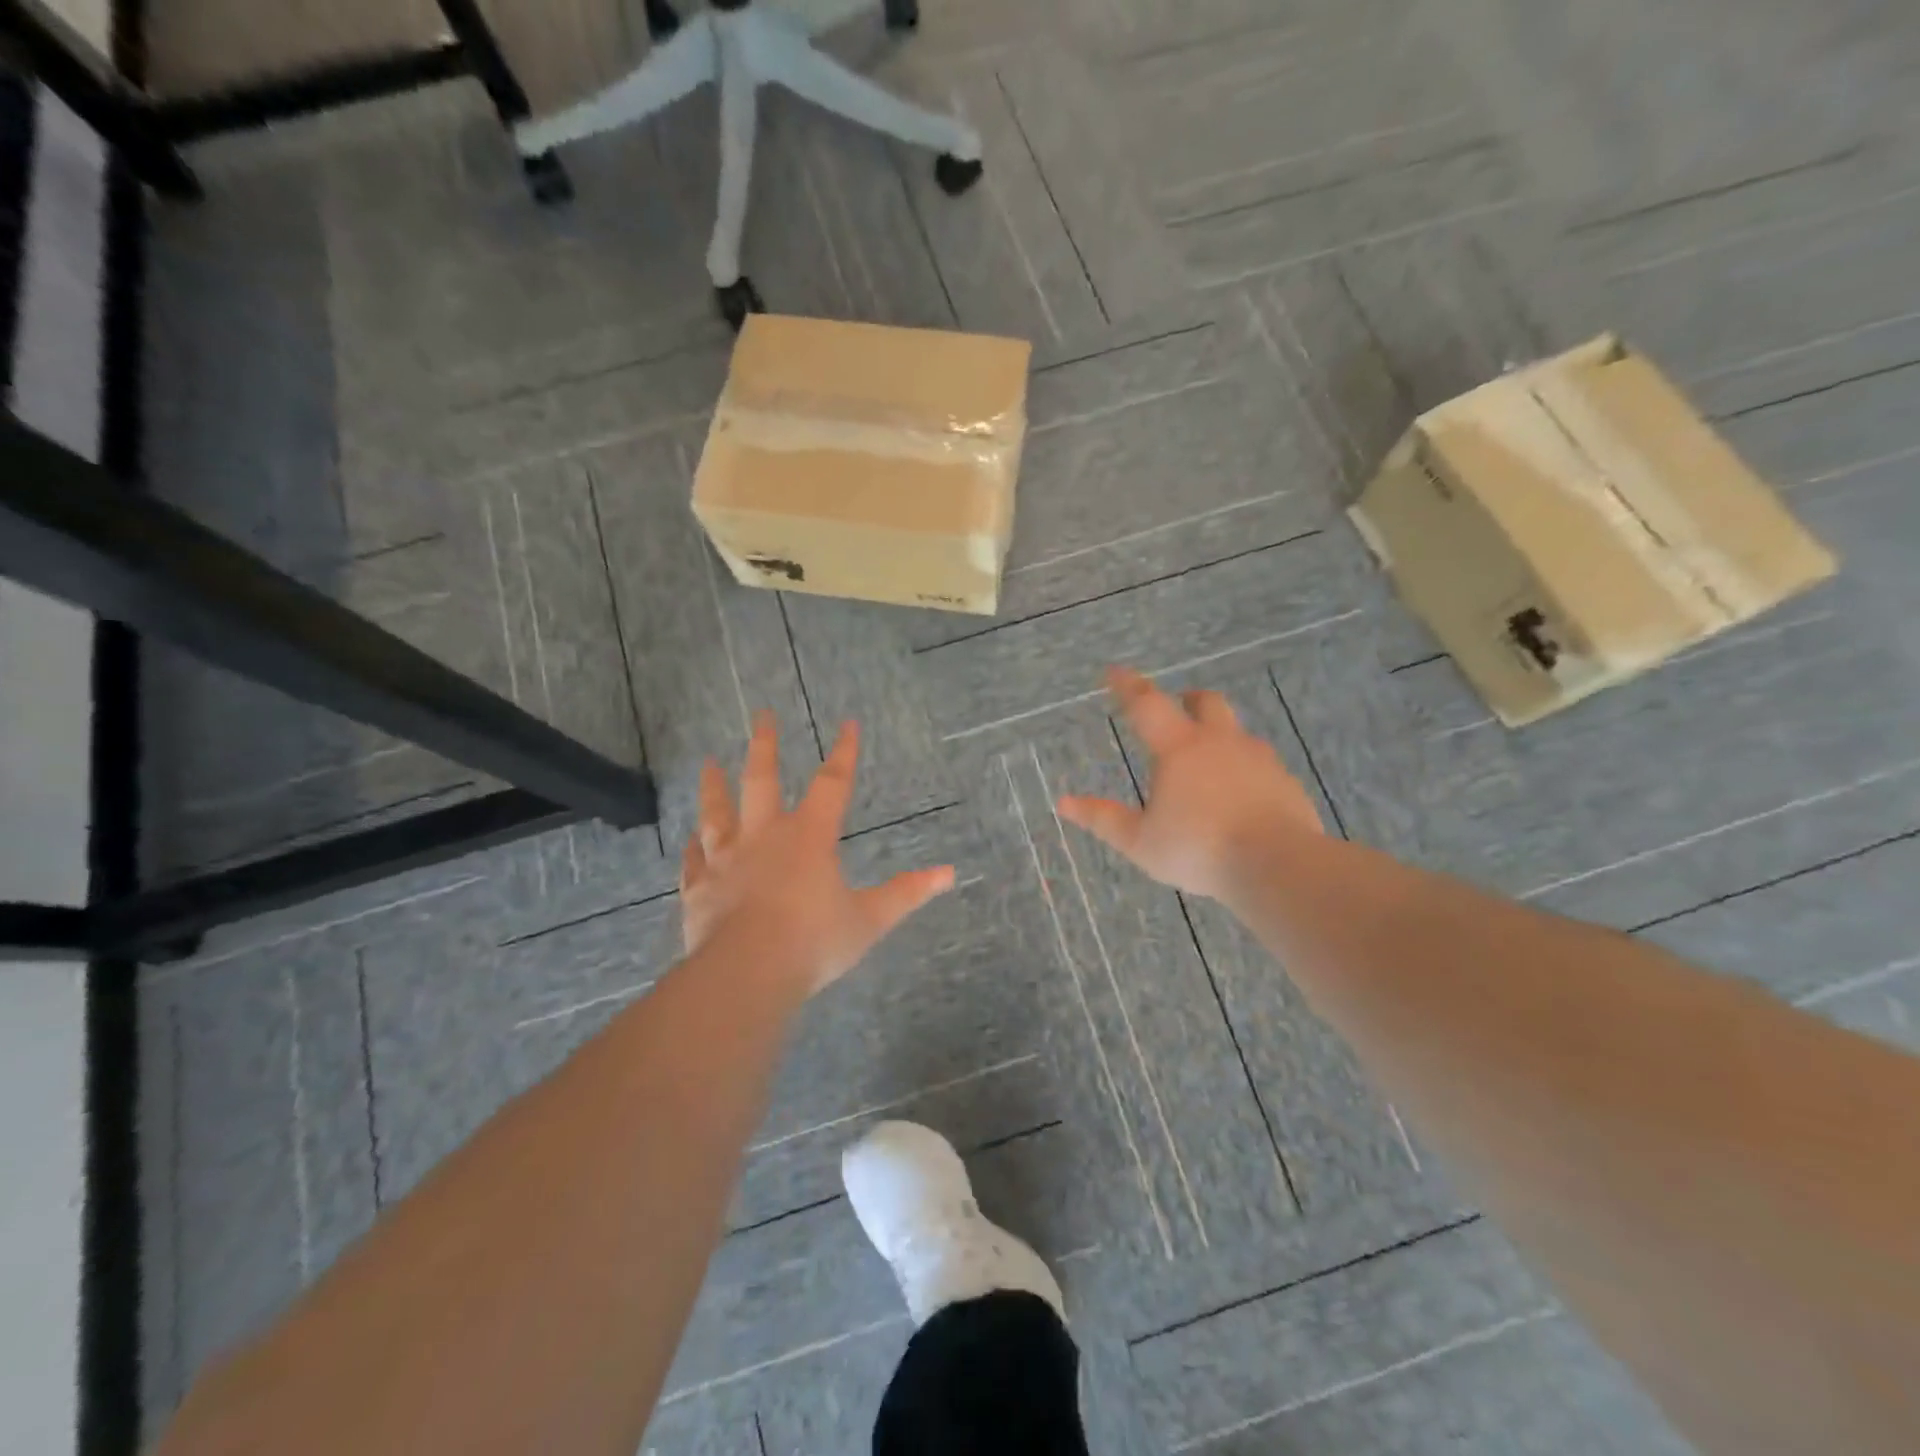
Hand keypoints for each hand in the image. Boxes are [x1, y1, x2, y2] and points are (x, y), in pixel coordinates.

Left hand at [680, 712, 955, 994]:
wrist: (748, 973)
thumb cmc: (814, 941)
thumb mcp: (870, 919)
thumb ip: (907, 893)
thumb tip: (950, 874)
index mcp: (809, 837)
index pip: (833, 783)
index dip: (844, 752)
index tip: (848, 723)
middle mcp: (764, 837)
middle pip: (762, 780)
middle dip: (765, 745)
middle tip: (762, 714)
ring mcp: (726, 861)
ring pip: (716, 813)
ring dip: (713, 786)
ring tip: (707, 762)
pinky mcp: (699, 889)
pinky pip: (693, 861)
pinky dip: (691, 849)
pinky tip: (688, 840)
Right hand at [1057, 667, 1323, 899]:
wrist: (1278, 865)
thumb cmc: (1199, 849)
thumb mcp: (1141, 842)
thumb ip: (1104, 819)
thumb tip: (1064, 803)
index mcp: (1180, 749)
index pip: (1147, 704)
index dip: (1128, 686)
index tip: (1114, 672)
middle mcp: (1220, 742)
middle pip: (1206, 702)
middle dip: (1188, 699)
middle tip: (1178, 706)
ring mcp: (1259, 759)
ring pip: (1237, 732)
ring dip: (1219, 735)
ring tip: (1208, 761)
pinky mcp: (1286, 782)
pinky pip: (1261, 764)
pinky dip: (1245, 769)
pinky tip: (1241, 795)